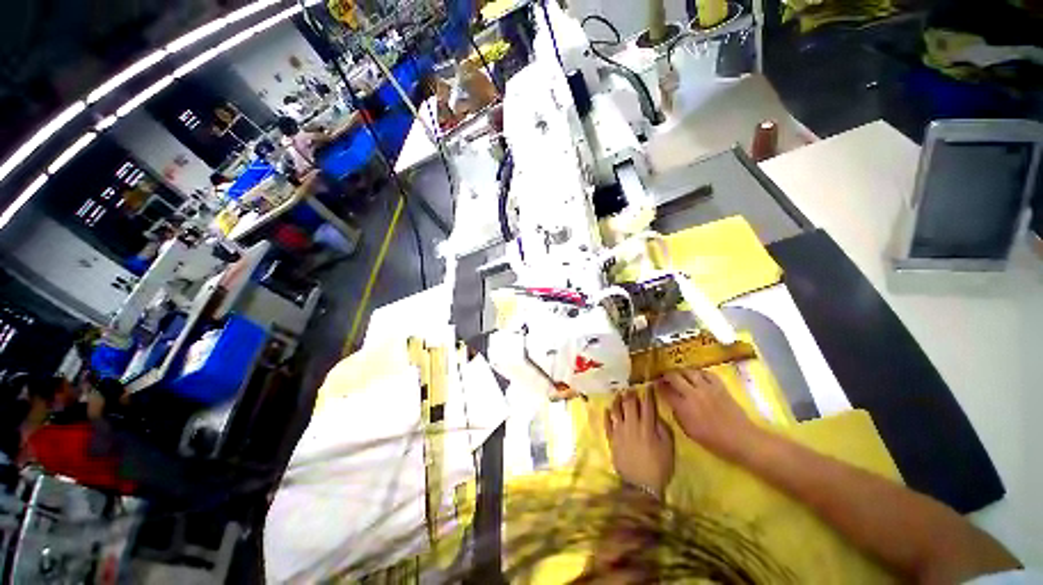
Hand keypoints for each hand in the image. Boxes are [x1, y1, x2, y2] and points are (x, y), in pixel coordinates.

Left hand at [604, 390, 673, 497]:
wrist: (641, 486)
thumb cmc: (659, 468)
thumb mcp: (668, 449)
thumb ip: (663, 429)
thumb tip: (655, 415)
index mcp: (648, 428)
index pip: (648, 405)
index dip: (648, 394)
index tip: (648, 386)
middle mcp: (632, 426)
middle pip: (630, 404)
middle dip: (630, 393)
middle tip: (630, 387)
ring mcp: (620, 432)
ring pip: (616, 411)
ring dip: (617, 400)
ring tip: (618, 395)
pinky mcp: (612, 440)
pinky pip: (607, 424)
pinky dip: (607, 415)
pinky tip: (607, 409)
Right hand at [657, 369, 761, 459]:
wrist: (742, 439)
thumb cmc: (714, 440)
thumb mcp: (689, 431)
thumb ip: (677, 414)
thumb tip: (671, 403)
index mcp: (683, 407)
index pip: (665, 390)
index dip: (658, 386)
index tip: (655, 385)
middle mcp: (692, 393)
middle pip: (674, 376)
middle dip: (666, 375)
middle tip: (665, 378)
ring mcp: (707, 388)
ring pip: (689, 371)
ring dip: (681, 372)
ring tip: (679, 375)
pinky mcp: (719, 386)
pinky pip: (705, 373)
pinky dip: (698, 373)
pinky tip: (697, 377)